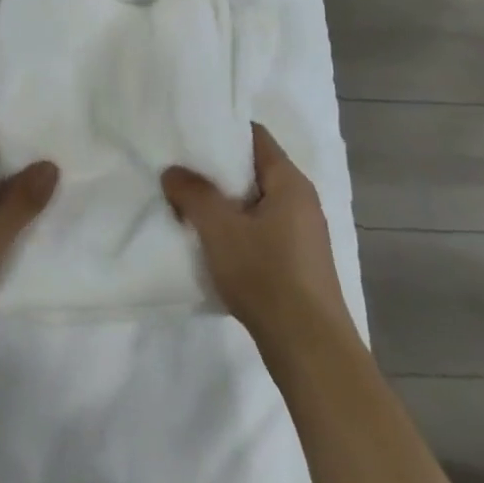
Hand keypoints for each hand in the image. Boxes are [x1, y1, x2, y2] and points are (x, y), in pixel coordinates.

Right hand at [162, 123, 348, 343]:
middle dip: (217, 171)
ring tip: (189, 207)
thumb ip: (193, 193)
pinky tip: (213, 246)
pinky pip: (262, 232)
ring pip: (256, 204)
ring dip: (225, 205)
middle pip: (254, 170)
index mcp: (290, 182)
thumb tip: (173, 171)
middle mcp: (302, 201)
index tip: (190, 134)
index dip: (222, 131)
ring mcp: (303, 235)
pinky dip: (237, 230)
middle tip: (181, 171)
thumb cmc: (267, 275)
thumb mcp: (219, 228)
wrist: (310, 351)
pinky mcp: (298, 265)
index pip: (255, 137)